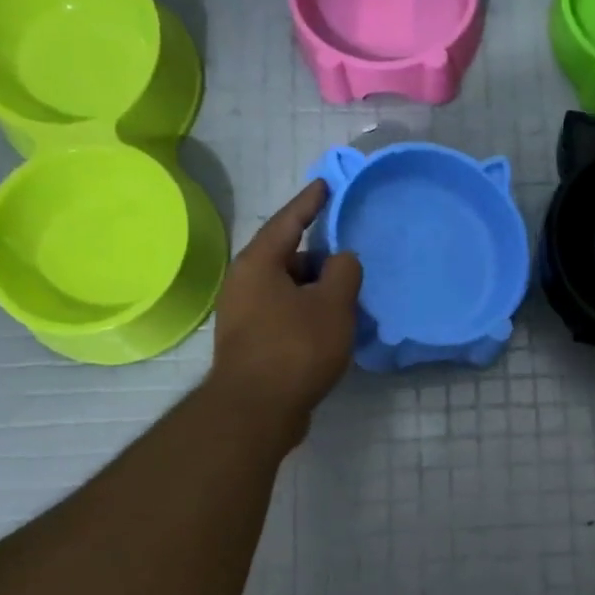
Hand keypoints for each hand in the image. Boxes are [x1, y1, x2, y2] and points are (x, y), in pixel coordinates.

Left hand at [208, 181, 362, 432]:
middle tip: (350, 258)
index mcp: (258, 264)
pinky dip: (308, 314)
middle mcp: (244, 284)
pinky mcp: (251, 344)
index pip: (288, 222)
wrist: (257, 409)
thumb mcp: (332, 305)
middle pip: (288, 258)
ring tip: (348, 296)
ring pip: (287, 290)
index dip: (310, 202)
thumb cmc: (296, 348)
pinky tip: (331, 327)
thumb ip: (344, 272)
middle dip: (319, 257)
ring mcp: (244, 316)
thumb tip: (342, 259)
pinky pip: (284, 315)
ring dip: (316, 290)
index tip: (326, 185)